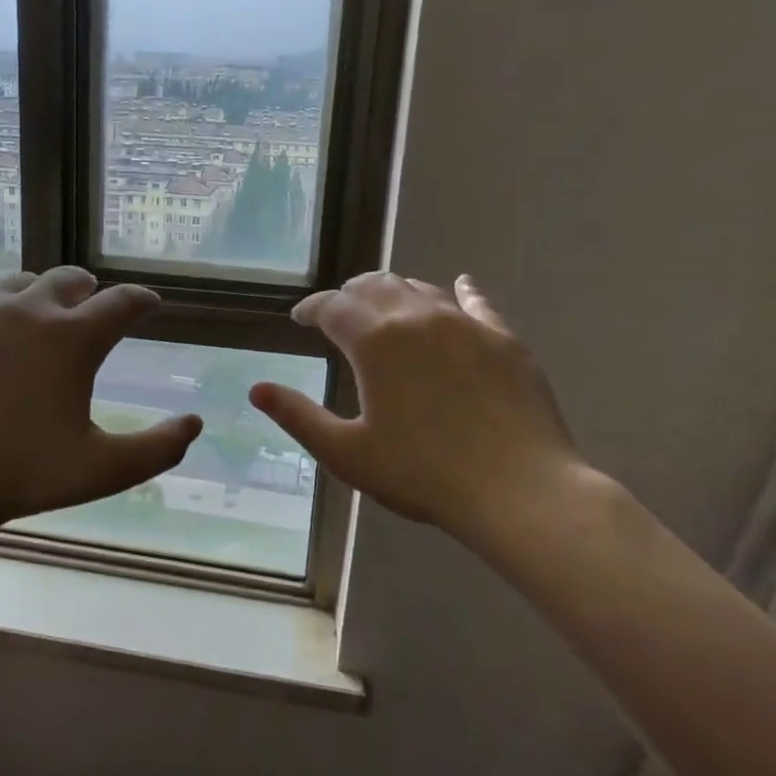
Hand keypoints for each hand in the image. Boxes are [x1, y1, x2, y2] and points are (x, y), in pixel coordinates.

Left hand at [0, 266, 201, 541]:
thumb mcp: (102, 470)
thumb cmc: (20, 474)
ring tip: (37, 315)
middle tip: (89, 309)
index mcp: (73, 338)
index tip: (147, 304)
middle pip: (69, 278)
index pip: (122, 302)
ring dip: (38, 293)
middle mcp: (28, 308)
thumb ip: (158, 448)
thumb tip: (194, 423)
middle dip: (88, 291)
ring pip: (20, 280)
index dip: (141, 300)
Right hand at [250, 272, 592, 554]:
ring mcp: (465, 324)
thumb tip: (256, 389)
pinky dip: (462, 291)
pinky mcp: (503, 339)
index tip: (299, 318)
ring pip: (421, 289)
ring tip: (385, 304)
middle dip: (350, 294)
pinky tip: (462, 285)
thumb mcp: (346, 452)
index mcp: (374, 342)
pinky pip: (477, 303)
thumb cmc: (421, 474)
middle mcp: (417, 318)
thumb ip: (298, 416)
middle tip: (339, 311)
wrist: (518, 490)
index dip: (311, 308)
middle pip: (375, 286)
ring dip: (395, 291)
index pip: (332, 307)